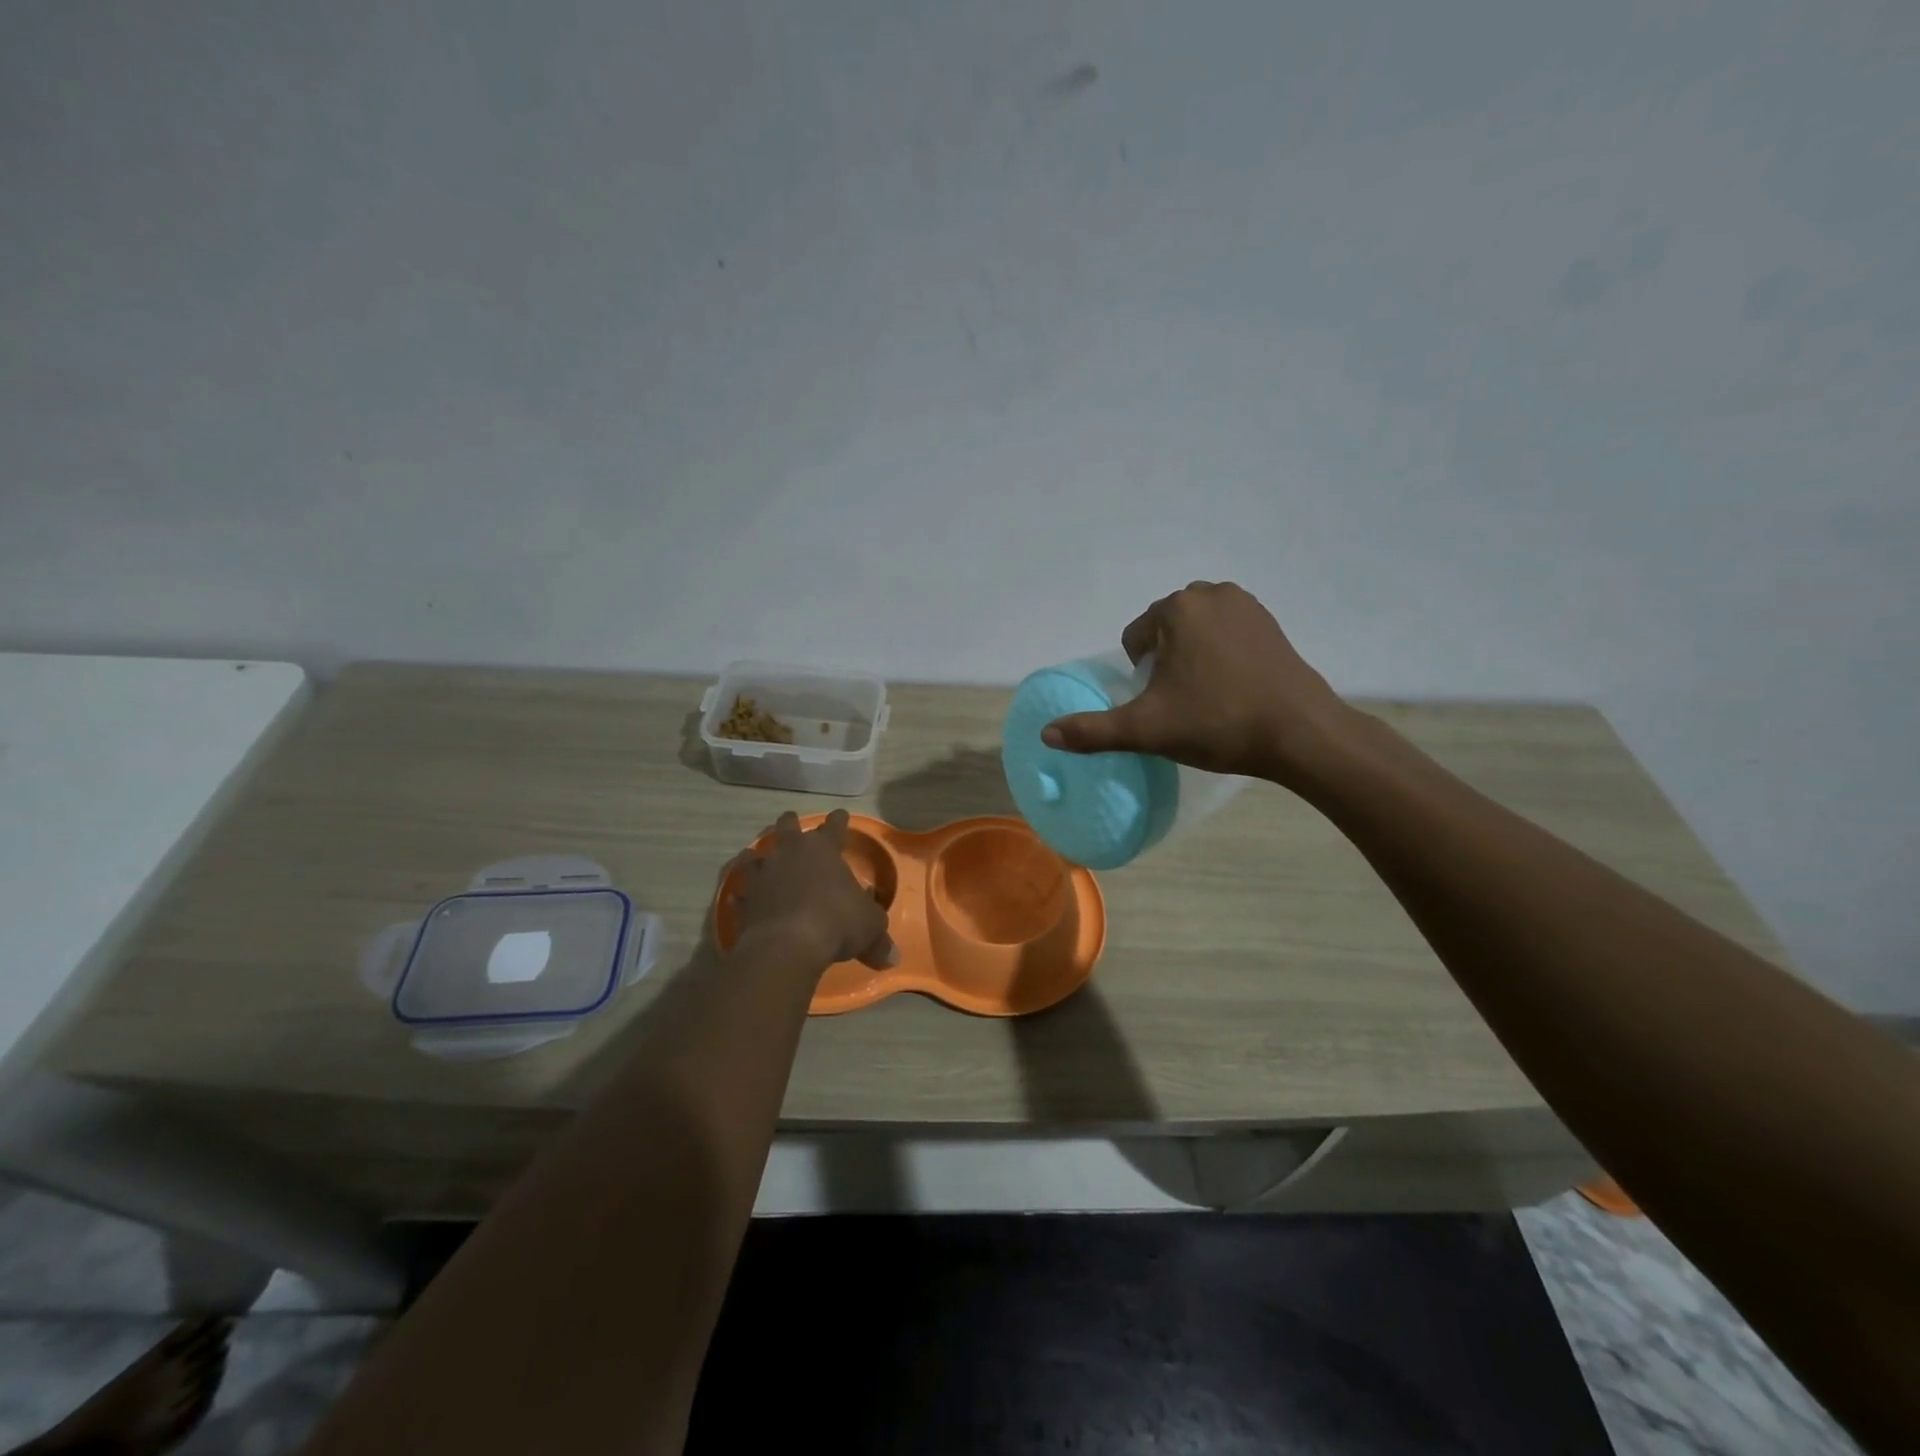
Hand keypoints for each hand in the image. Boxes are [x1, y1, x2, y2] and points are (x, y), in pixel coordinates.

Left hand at [725, 811, 897, 970]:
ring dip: (756, 857)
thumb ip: (879, 938)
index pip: (834, 827)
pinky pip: (740, 894)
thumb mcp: (869, 928)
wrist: (787, 945)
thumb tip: (893, 957)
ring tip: (755, 858)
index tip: (840, 814)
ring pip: (753, 856)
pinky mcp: (744, 900)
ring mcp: (762, 875)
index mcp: (824, 850)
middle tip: (791, 823)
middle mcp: (790, 853)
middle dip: (790, 824)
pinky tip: (740, 899)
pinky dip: (743, 896)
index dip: (839, 820)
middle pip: (787, 827)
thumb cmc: (836, 922)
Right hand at [1040, 581, 1351, 784]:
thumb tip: (1046, 735)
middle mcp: (1211, 594)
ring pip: (1197, 629)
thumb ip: (1093, 730)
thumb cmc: (1217, 723)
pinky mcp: (1271, 623)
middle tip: (1182, 701)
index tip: (1162, 702)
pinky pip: (1228, 632)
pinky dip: (1222, 653)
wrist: (1300, 733)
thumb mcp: (1146, 729)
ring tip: (1207, 694)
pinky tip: (1234, 686)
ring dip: (1192, 655)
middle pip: (1165, 629)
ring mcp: (1247, 605)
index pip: (1136, 637)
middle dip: (1165, 660)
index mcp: (1177, 609)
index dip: (1141, 674)